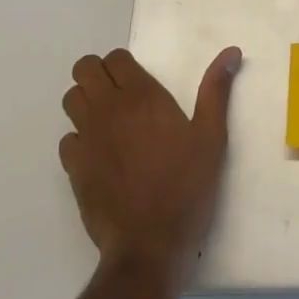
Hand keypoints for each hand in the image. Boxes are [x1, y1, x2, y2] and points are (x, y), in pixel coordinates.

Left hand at [59, 46, 240, 287]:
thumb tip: (231, 51)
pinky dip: (79, 140)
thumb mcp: (212, 137)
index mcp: (141, 96)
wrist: (149, 246)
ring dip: (85, 102)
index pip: (115, 58)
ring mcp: (87, 139)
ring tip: (107, 121)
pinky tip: (99, 154)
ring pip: (71, 100)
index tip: (137, 80)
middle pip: (85, 70)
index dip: (123, 64)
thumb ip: (216, 90)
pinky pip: (67, 139)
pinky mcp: (74, 169)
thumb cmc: (186, 187)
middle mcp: (108, 109)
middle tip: (118, 94)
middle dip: (97, 74)